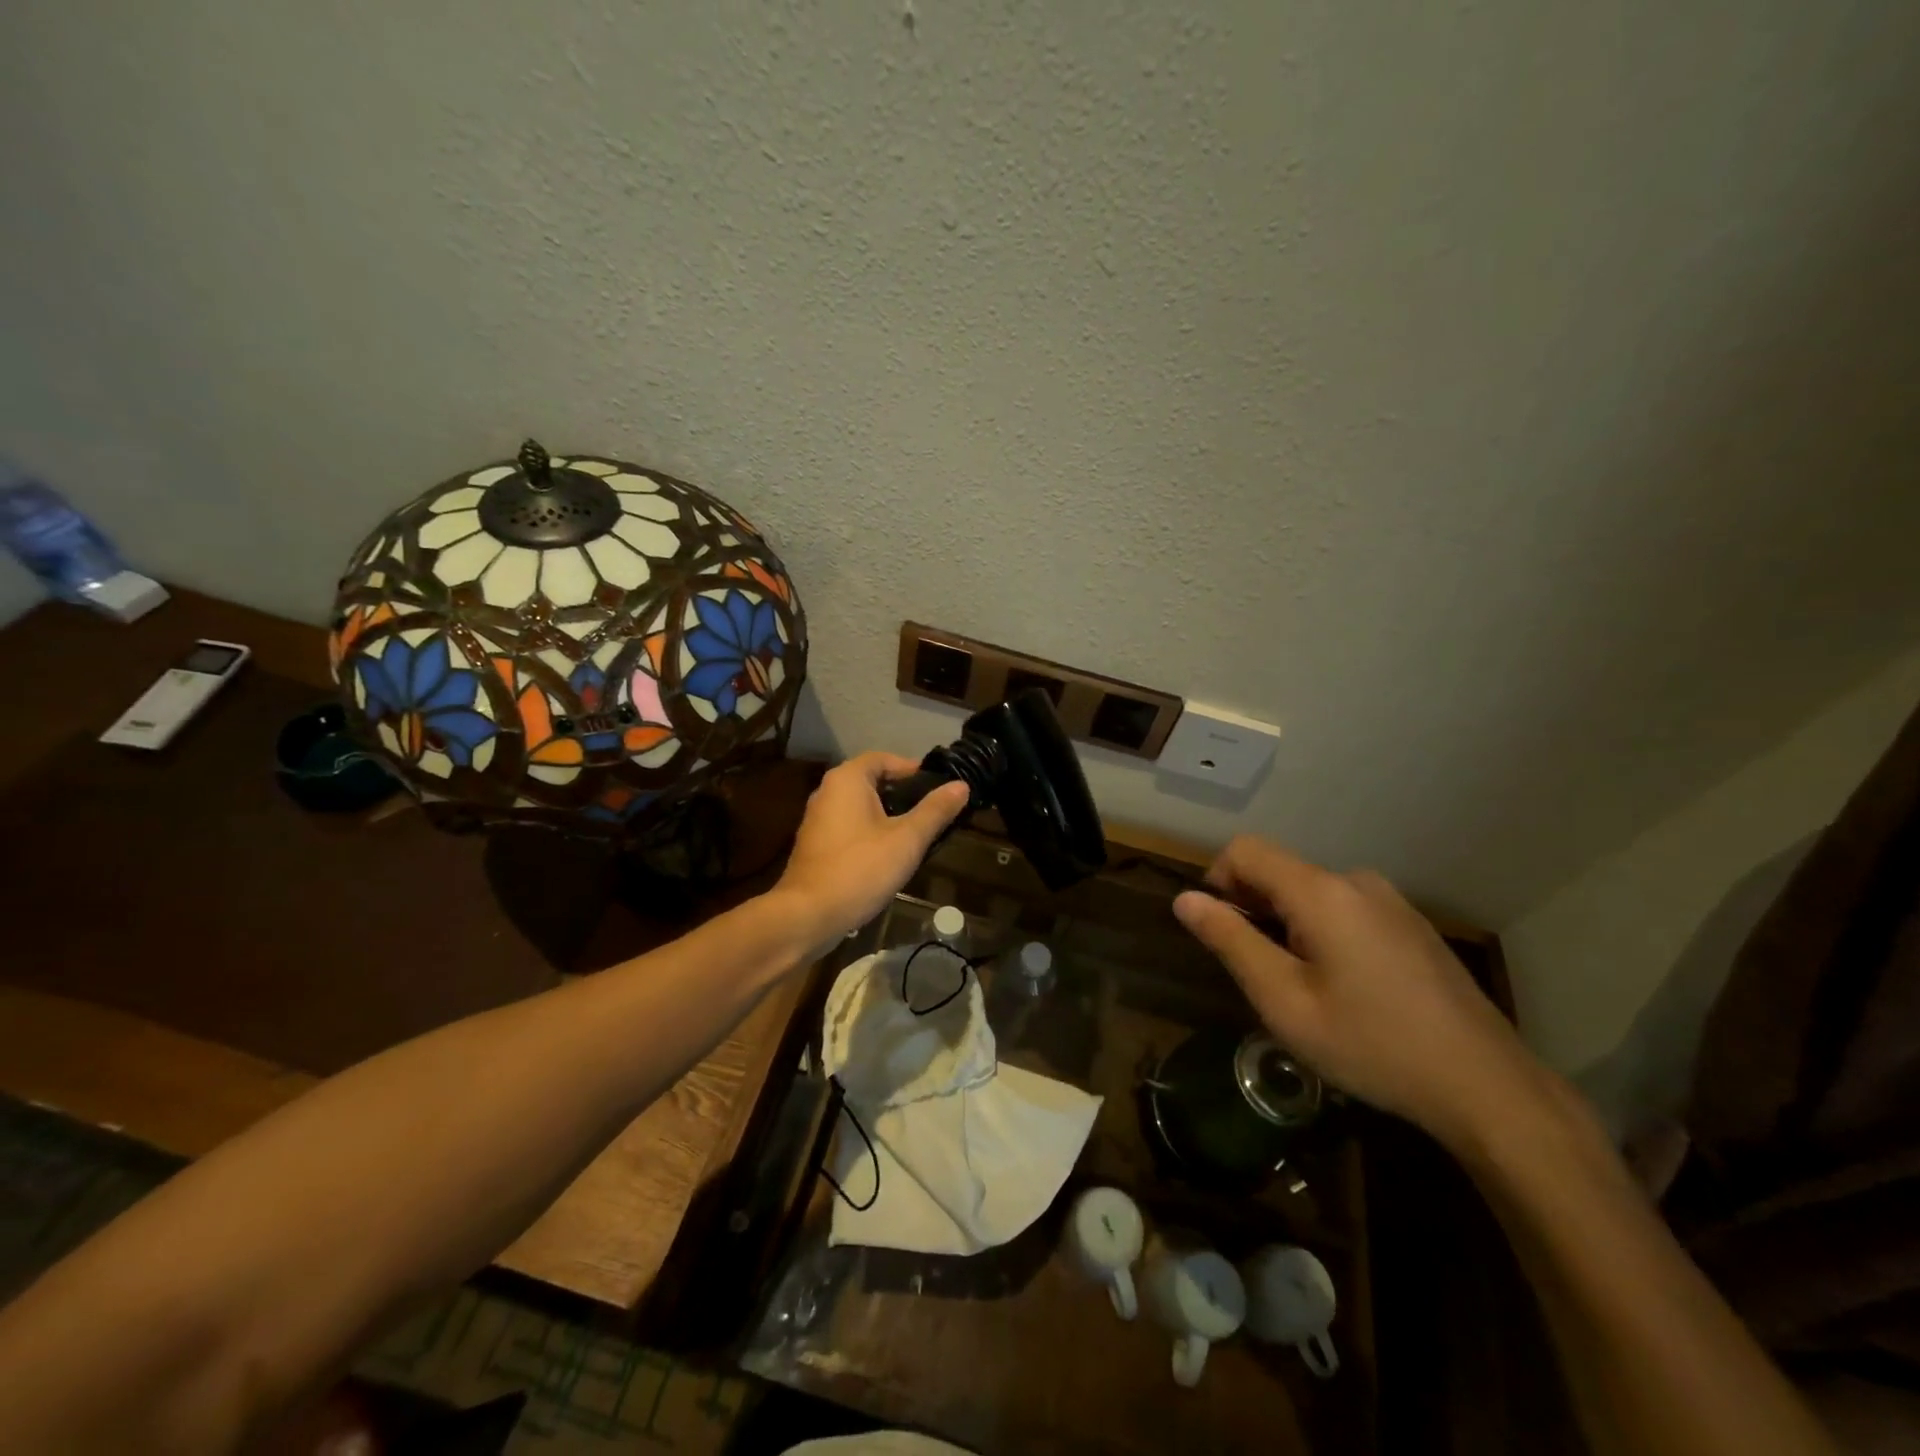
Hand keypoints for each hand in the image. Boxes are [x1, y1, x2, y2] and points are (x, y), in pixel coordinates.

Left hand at [774, 753, 971, 954]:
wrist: (808, 915)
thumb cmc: (860, 869)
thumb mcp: (907, 839)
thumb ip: (935, 810)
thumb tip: (961, 785)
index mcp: (847, 780)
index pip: (883, 758)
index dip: (912, 769)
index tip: (938, 786)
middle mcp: (827, 792)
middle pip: (871, 781)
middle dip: (902, 794)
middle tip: (933, 811)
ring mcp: (817, 820)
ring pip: (860, 807)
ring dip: (887, 815)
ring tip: (917, 834)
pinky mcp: (815, 846)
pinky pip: (849, 827)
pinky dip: (870, 832)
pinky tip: (889, 855)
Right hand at [1173, 836, 1546, 1148]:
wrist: (1486, 1086)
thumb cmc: (1372, 1044)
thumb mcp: (1284, 1001)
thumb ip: (1230, 941)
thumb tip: (1185, 899)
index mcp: (1322, 892)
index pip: (1246, 850)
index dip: (1217, 881)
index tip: (1221, 933)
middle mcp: (1356, 881)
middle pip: (1280, 872)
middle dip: (1254, 910)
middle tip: (1263, 975)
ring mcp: (1391, 901)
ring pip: (1312, 893)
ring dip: (1289, 925)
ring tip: (1305, 989)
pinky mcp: (1412, 925)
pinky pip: (1346, 910)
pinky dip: (1324, 933)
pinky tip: (1348, 990)